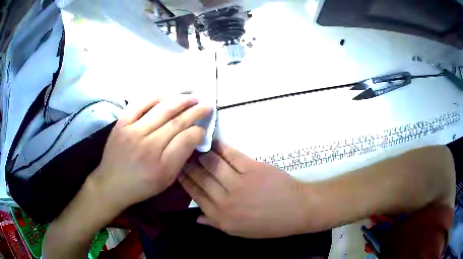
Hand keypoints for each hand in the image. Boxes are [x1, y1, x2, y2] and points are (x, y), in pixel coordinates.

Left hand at [89, 97, 211, 214]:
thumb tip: (193, 137)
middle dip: (195, 111)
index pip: (185, 139)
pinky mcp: (121, 124)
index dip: (198, 130)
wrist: (112, 183)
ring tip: (191, 96)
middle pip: (176, 122)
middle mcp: (147, 144)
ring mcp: (132, 131)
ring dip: (179, 101)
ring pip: (161, 110)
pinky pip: (138, 105)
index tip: (204, 126)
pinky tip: (165, 96)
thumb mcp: (166, 180)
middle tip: (207, 105)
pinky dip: (153, 98)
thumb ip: (180, 159)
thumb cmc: (141, 185)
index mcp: (161, 164)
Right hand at [179, 141, 315, 238]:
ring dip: (201, 153)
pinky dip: (220, 147)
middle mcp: (225, 201)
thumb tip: (196, 217)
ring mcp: (239, 183)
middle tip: (181, 152)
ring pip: (212, 165)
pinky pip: (231, 155)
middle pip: (200, 178)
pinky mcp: (252, 169)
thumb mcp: (239, 232)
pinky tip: (213, 141)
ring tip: (194, 144)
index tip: (177, 168)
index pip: (195, 194)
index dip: (184, 179)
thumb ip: (216, 224)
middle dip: (188, 164)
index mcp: (221, 217)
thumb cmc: (269, 224)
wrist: (296, 211)